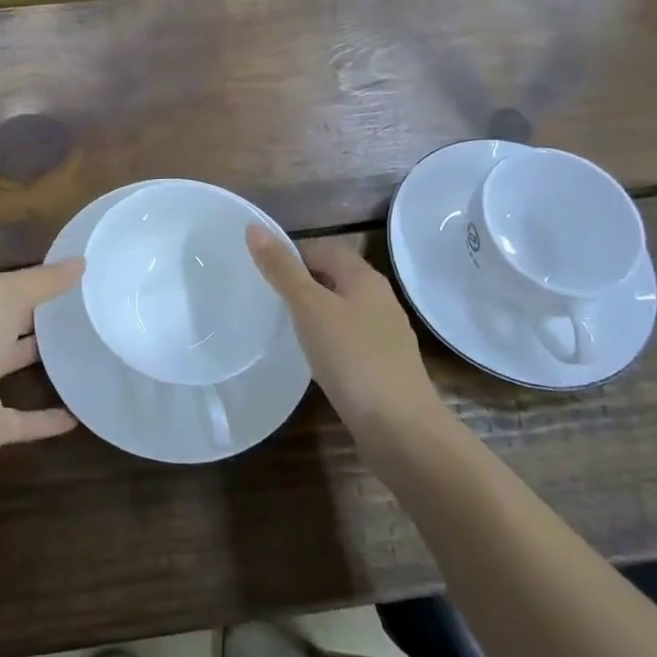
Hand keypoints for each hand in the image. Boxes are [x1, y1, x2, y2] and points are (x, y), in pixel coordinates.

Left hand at [0, 260, 83, 482]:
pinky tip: (78, 412)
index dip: (33, 280)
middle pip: (8, 324)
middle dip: (39, 317)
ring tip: (88, 349)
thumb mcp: (3, 296)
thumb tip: (80, 261)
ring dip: (44, 360)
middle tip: (86, 309)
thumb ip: (42, 280)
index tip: (73, 276)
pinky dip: (49, 418)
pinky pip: (26, 420)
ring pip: (14, 366)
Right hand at [245, 227, 445, 437]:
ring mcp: (385, 334)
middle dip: (301, 282)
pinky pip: (348, 339)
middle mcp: (379, 299)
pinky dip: (327, 340)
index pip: (323, 248)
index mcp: (364, 277)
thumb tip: (254, 227)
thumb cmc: (353, 358)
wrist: (402, 429)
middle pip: (334, 277)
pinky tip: (311, 358)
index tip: (261, 271)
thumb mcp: (309, 308)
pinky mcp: (383, 366)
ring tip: (282, 326)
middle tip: (266, 297)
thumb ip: (281, 269)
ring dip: (314, 312)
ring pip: (342, 309)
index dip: (291, 253)